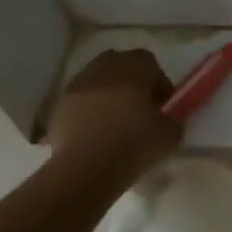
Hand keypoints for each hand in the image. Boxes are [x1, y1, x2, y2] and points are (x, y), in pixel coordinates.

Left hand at [44, 49, 182, 178]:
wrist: (86, 166)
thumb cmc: (135, 143)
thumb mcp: (171, 134)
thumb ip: (173, 119)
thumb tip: (167, 118)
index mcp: (135, 66)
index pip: (151, 64)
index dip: (159, 84)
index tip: (162, 107)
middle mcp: (105, 66)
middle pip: (121, 66)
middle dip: (131, 84)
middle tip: (139, 111)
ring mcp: (78, 84)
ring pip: (99, 82)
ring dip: (108, 96)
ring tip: (115, 124)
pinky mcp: (59, 104)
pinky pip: (81, 101)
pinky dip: (89, 111)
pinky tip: (95, 135)